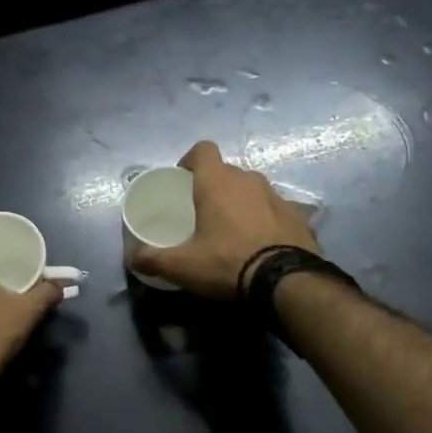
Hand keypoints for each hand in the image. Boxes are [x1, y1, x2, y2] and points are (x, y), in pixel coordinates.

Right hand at [129, 141, 319, 299]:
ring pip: (252, 189)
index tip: (184, 180)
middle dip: (214, 186)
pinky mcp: (299, 215)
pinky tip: (260, 243)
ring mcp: (277, 196)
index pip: (203, 149)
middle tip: (203, 213)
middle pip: (227, 171)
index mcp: (218, 182)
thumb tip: (133, 259)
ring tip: (233, 229)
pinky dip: (265, 219)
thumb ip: (154, 259)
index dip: (191, 160)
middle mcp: (248, 180)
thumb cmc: (228, 263)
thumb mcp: (183, 266)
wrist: (288, 282)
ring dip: (241, 202)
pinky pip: (274, 209)